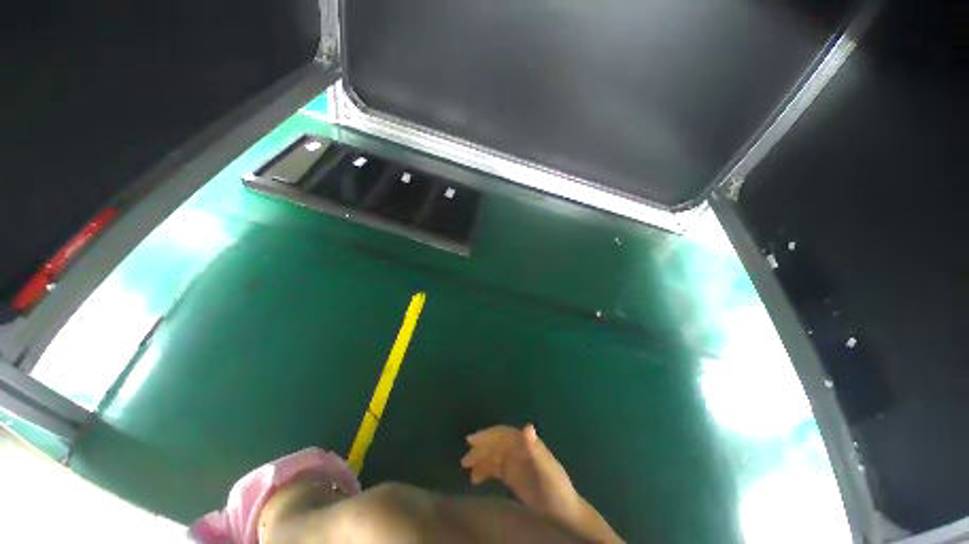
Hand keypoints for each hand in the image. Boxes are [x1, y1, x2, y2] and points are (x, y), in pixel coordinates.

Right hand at [461, 424, 581, 524]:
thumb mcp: (547, 469)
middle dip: (481, 449)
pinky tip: (475, 479)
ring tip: (467, 470)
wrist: (564, 513)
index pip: (504, 434)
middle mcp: (519, 450)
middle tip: (465, 460)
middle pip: (497, 445)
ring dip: (481, 460)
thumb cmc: (557, 488)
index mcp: (527, 444)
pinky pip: (495, 470)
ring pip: (494, 456)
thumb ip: (536, 448)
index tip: (471, 440)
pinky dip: (485, 471)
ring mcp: (516, 463)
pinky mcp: (513, 477)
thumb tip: (527, 426)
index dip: (488, 435)